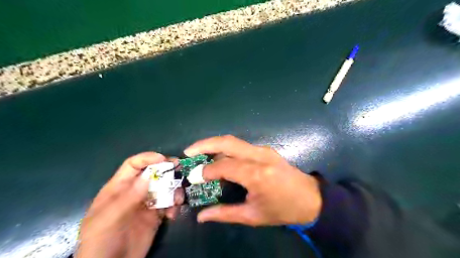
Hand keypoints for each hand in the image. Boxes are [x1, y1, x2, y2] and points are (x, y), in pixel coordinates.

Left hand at [76, 152, 182, 256]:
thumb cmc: (101, 241)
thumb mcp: (109, 219)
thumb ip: (128, 197)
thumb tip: (148, 176)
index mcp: (119, 188)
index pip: (133, 165)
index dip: (148, 158)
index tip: (164, 160)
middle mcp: (135, 192)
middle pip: (153, 174)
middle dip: (167, 171)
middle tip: (180, 171)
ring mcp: (147, 203)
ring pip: (165, 188)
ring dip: (174, 191)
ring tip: (177, 201)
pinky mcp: (156, 215)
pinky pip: (169, 204)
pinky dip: (174, 206)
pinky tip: (173, 214)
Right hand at [185, 135, 320, 224]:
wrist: (310, 198)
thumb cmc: (283, 209)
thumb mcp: (253, 216)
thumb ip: (225, 213)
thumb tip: (201, 216)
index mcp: (256, 174)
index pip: (224, 166)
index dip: (206, 171)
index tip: (193, 177)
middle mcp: (259, 156)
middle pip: (227, 142)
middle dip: (204, 144)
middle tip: (188, 152)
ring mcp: (263, 150)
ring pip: (233, 141)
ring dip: (214, 144)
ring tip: (199, 154)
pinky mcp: (265, 150)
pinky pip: (241, 145)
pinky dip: (226, 148)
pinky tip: (219, 158)